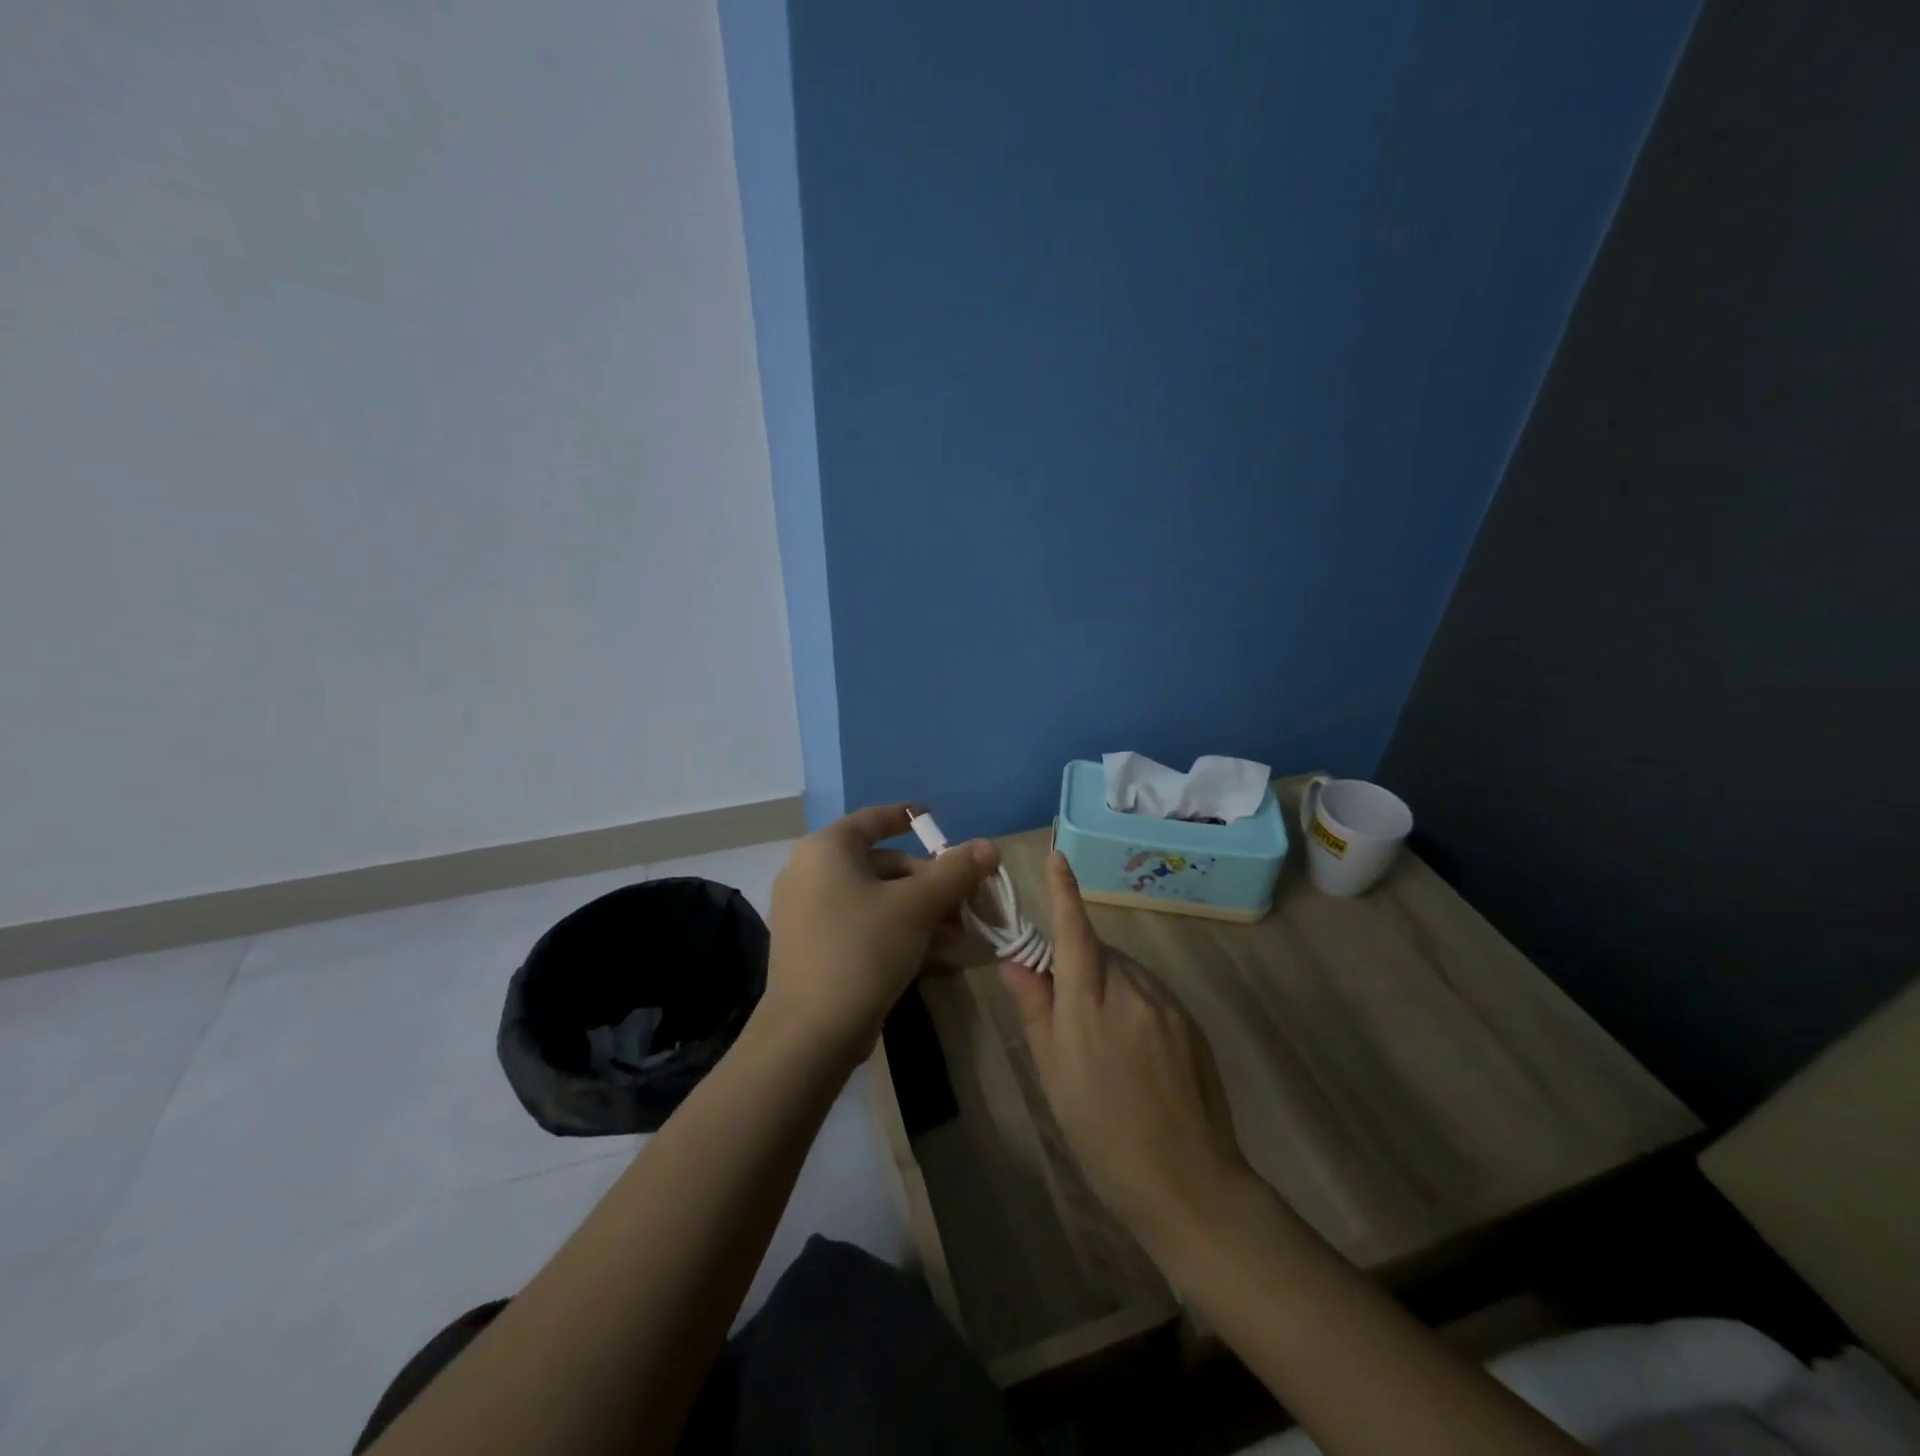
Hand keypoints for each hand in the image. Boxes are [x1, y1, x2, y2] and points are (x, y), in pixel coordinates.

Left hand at [763, 804, 998, 1064]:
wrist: (810, 1034)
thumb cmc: (863, 949)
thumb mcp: (917, 906)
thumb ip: (955, 871)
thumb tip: (989, 846)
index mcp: (826, 849)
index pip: (874, 819)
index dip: (907, 816)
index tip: (932, 816)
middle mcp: (810, 871)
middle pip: (883, 863)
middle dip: (930, 881)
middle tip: (967, 898)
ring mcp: (808, 911)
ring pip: (877, 897)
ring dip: (922, 909)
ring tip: (961, 931)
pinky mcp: (814, 946)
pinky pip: (863, 922)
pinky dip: (898, 928)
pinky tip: (936, 949)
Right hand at [1000, 852, 1252, 1250]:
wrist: (1188, 1184)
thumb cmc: (1103, 1135)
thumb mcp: (1054, 1075)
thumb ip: (1036, 1010)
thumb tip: (1015, 962)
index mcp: (1089, 1005)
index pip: (1074, 932)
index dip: (1064, 892)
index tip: (1056, 855)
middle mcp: (1132, 991)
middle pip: (1100, 953)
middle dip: (1079, 963)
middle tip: (1066, 1010)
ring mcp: (1167, 1005)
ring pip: (1127, 973)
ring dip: (1109, 986)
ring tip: (1105, 1046)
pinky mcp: (1191, 1022)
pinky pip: (1152, 995)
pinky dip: (1135, 1005)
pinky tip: (1137, 1055)